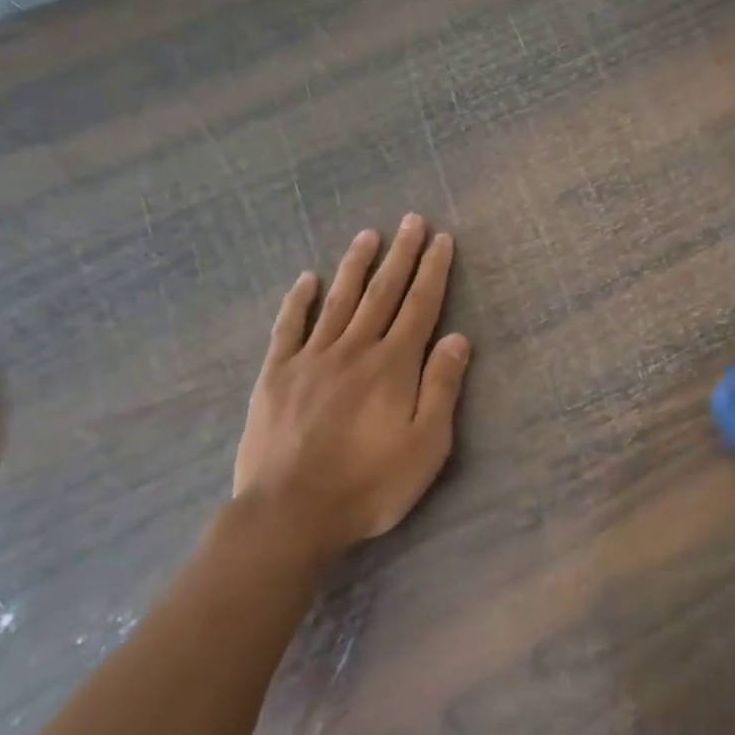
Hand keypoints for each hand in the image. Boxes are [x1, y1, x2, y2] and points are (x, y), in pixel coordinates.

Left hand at [227, 215, 470, 558]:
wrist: (290, 513)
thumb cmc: (369, 485)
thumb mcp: (426, 446)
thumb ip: (441, 388)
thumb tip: (457, 337)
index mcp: (393, 366)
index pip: (419, 306)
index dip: (432, 271)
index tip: (441, 239)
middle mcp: (354, 350)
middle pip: (382, 293)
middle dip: (401, 255)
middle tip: (411, 221)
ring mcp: (310, 359)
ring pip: (339, 301)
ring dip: (356, 266)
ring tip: (368, 236)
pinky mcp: (276, 375)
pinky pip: (289, 327)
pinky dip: (299, 301)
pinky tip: (307, 280)